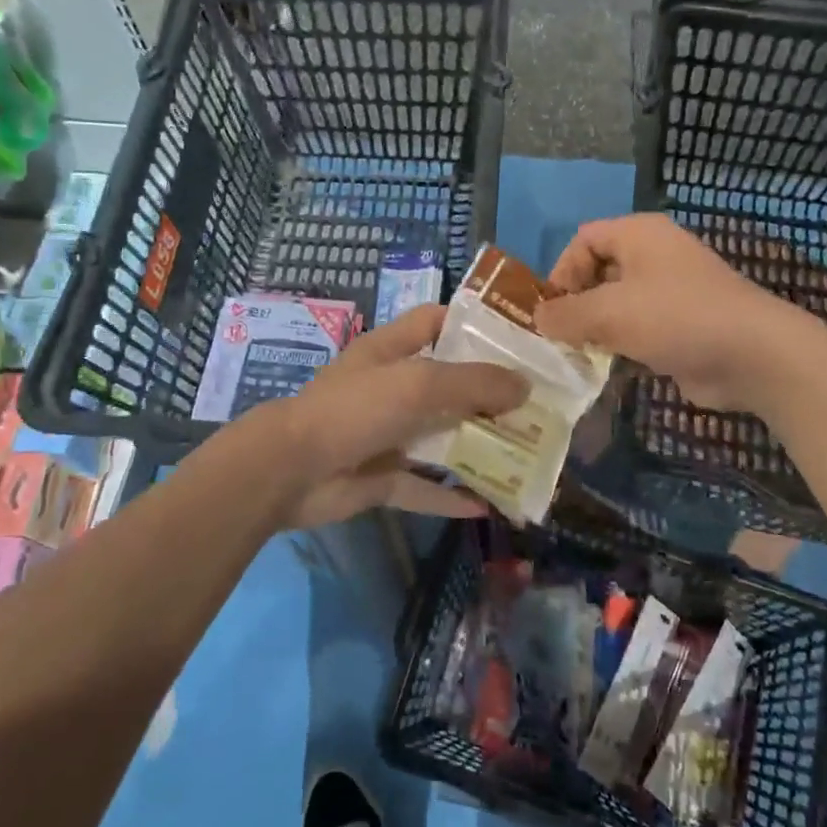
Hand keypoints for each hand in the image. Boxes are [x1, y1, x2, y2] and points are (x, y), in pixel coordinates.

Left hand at [263, 304, 527, 528]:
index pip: (435, 321)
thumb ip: (474, 383)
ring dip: (477, 446)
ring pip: (440, 437)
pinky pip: (423, 487)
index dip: (473, 324)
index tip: (517, 339)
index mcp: (391, 350)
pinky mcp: (380, 477)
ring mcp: (385, 434)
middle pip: (447, 383)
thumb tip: (525, 387)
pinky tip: (489, 505)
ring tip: (524, 453)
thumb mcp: (419, 383)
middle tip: (536, 404)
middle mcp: (390, 387)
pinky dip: (452, 495)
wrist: (290, 470)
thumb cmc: (355, 409)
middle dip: (488, 393)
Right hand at [536, 214, 804, 411]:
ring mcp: (671, 292)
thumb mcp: (609, 313)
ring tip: (579, 356)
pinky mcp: (681, 325)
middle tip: (560, 336)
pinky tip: (609, 369)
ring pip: (618, 304)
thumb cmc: (675, 318)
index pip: (584, 239)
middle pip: (599, 272)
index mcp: (639, 235)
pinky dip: (621, 345)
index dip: (562, 271)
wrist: (753, 355)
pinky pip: (639, 329)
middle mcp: (654, 256)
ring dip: (597, 329)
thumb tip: (538, 318)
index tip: (552, 309)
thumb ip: (566, 314)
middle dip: (576, 303)